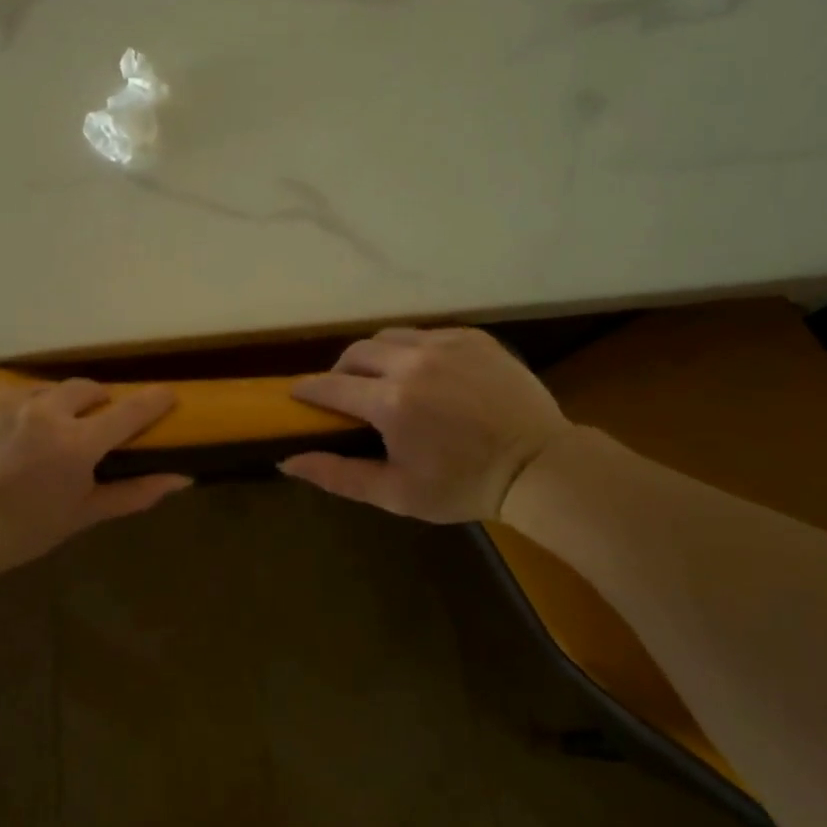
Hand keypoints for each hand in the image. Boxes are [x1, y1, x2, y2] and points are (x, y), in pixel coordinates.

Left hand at [0, 379, 191, 571]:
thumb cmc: (22, 530)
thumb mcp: (81, 515)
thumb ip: (134, 493)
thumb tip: (182, 479)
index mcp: (77, 444)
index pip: (129, 411)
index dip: (154, 400)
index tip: (167, 394)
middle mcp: (45, 411)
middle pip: (86, 389)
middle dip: (93, 402)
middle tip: (85, 424)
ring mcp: (6, 399)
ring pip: (43, 390)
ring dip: (47, 407)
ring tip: (31, 435)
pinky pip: (4, 393)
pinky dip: (8, 410)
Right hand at [281, 327, 571, 522]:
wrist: (539, 466)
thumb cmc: (463, 486)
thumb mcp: (396, 492)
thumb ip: (338, 475)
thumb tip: (287, 460)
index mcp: (390, 402)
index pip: (330, 386)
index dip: (308, 390)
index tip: (298, 396)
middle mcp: (412, 363)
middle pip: (355, 353)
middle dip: (341, 371)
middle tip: (346, 394)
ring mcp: (445, 345)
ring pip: (389, 337)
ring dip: (375, 357)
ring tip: (384, 380)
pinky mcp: (473, 338)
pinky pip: (426, 334)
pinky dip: (413, 350)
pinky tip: (425, 374)